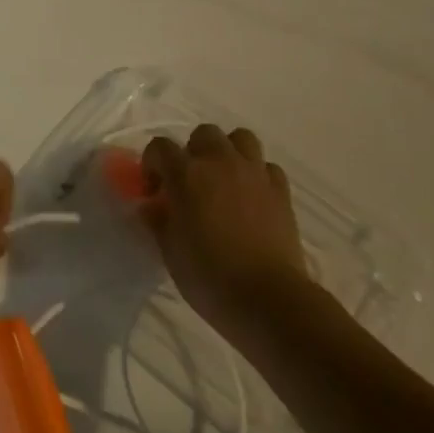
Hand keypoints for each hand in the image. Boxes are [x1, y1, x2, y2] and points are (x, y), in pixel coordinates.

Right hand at [141, 125, 308, 330]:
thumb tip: (152, 205)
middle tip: (189, 182)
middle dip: (192, 151)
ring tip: (222, 180)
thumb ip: (158, 219)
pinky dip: (256, 175)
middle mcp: (220, 163)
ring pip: (241, 139)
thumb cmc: (208, 275)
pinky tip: (250, 197)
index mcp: (186, 174)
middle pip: (204, 134)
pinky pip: (267, 167)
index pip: (159, 147)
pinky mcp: (281, 191)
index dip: (151, 164)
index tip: (153, 192)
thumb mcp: (169, 249)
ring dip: (228, 152)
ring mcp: (255, 174)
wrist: (267, 298)